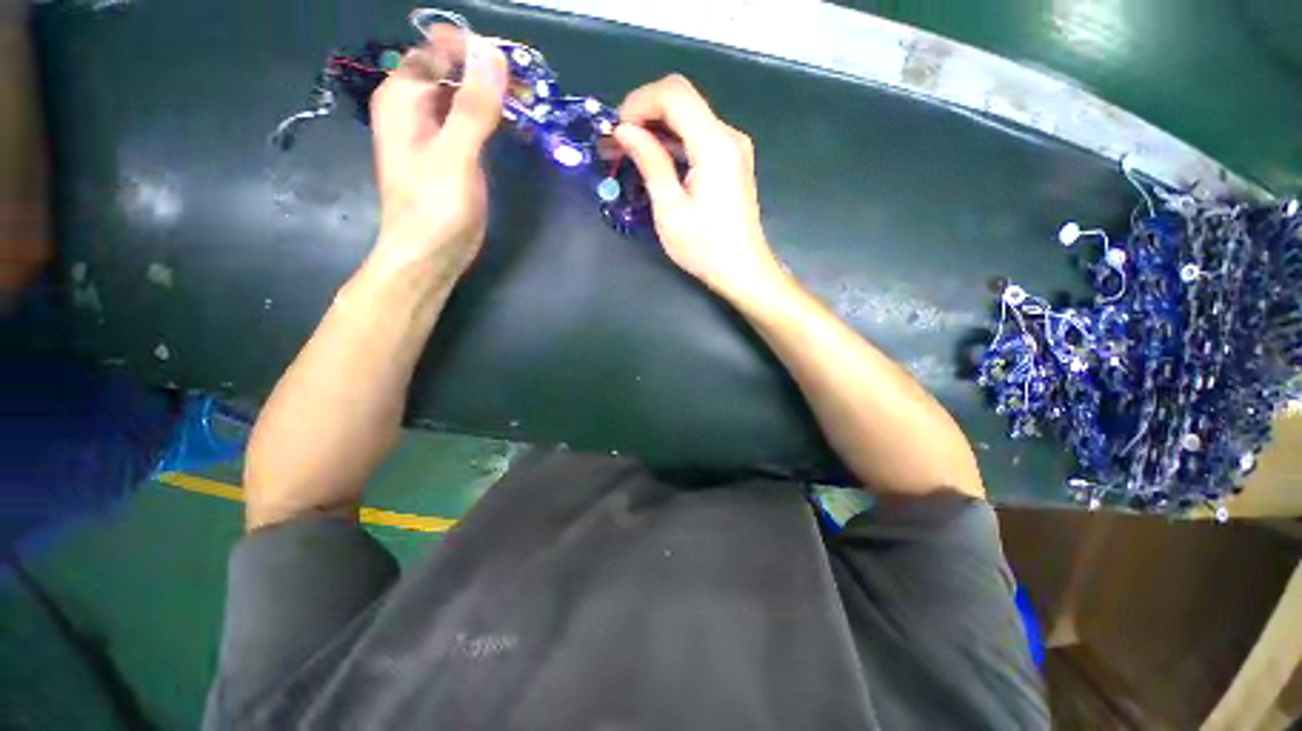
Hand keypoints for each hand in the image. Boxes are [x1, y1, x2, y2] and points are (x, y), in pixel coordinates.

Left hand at [368, 30, 507, 281]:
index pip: (438, 48)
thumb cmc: (435, 207)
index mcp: (404, 95)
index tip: (514, 65)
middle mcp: (414, 105)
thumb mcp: (456, 154)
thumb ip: (474, 105)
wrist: (429, 254)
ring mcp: (432, 129)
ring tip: (529, 103)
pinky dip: (491, 117)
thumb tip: (493, 52)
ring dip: (493, 94)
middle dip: (488, 71)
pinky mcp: (449, 151)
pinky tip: (514, 124)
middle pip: (451, 68)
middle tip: (528, 88)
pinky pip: (469, 119)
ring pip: (463, 94)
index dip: (475, 49)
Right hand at [614, 75, 783, 300]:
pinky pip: (698, 137)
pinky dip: (673, 142)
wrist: (743, 270)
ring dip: (657, 129)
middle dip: (645, 113)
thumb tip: (624, 130)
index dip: (639, 102)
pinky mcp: (732, 161)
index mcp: (714, 145)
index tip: (616, 130)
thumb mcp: (670, 210)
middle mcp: (728, 135)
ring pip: (689, 117)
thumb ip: (650, 163)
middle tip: (618, 143)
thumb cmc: (705, 248)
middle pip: (682, 100)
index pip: (674, 94)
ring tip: (629, 153)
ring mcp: (733, 147)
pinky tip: (655, 162)